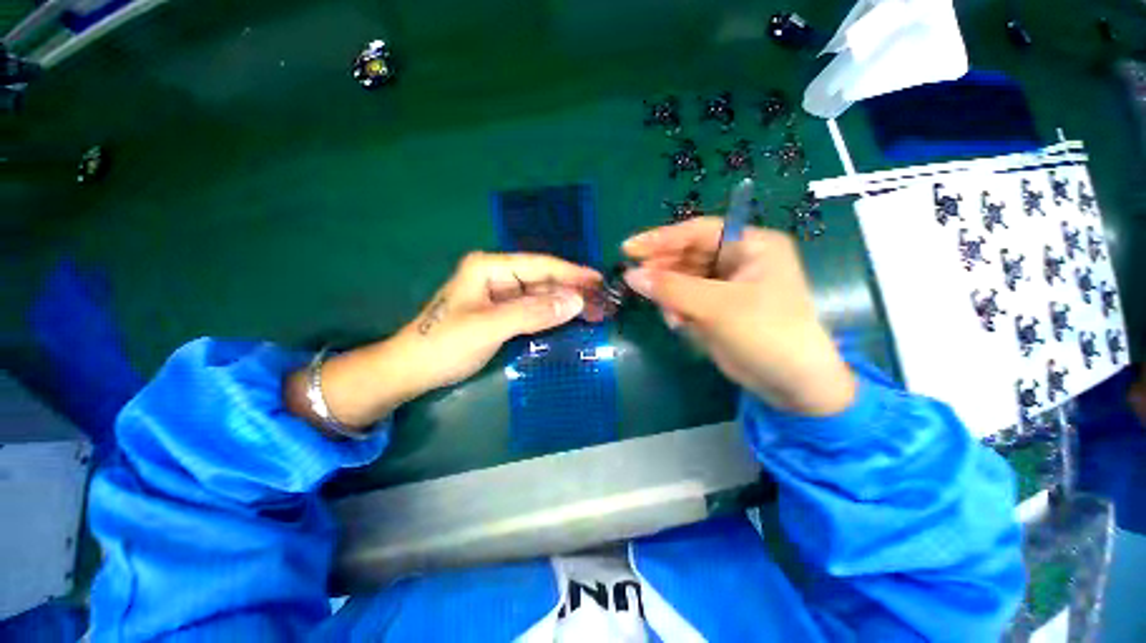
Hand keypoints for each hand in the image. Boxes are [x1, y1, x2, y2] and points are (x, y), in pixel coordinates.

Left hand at [286, 252, 600, 433]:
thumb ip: (533, 313)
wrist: (412, 370)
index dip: (571, 272)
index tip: (598, 280)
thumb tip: (576, 301)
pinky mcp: (500, 312)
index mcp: (490, 267)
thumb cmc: (445, 344)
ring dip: (565, 303)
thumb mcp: (490, 327)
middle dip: (571, 290)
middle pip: (542, 279)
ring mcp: (499, 295)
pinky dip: (551, 314)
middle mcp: (496, 275)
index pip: (540, 265)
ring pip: (539, 295)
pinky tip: (569, 318)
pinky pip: (532, 309)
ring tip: (593, 311)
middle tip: (601, 301)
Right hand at [622, 217, 855, 416]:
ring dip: (670, 294)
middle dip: (663, 270)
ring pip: (683, 279)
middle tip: (635, 281)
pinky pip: (686, 299)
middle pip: (688, 255)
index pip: (698, 232)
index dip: (661, 238)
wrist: (792, 384)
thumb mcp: (716, 307)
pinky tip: (678, 323)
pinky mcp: (717, 308)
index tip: (628, 249)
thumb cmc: (765, 332)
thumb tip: (631, 275)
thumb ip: (671, 288)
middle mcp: (738, 260)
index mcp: (750, 245)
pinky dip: (677, 309)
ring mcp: (727, 285)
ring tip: (670, 315)